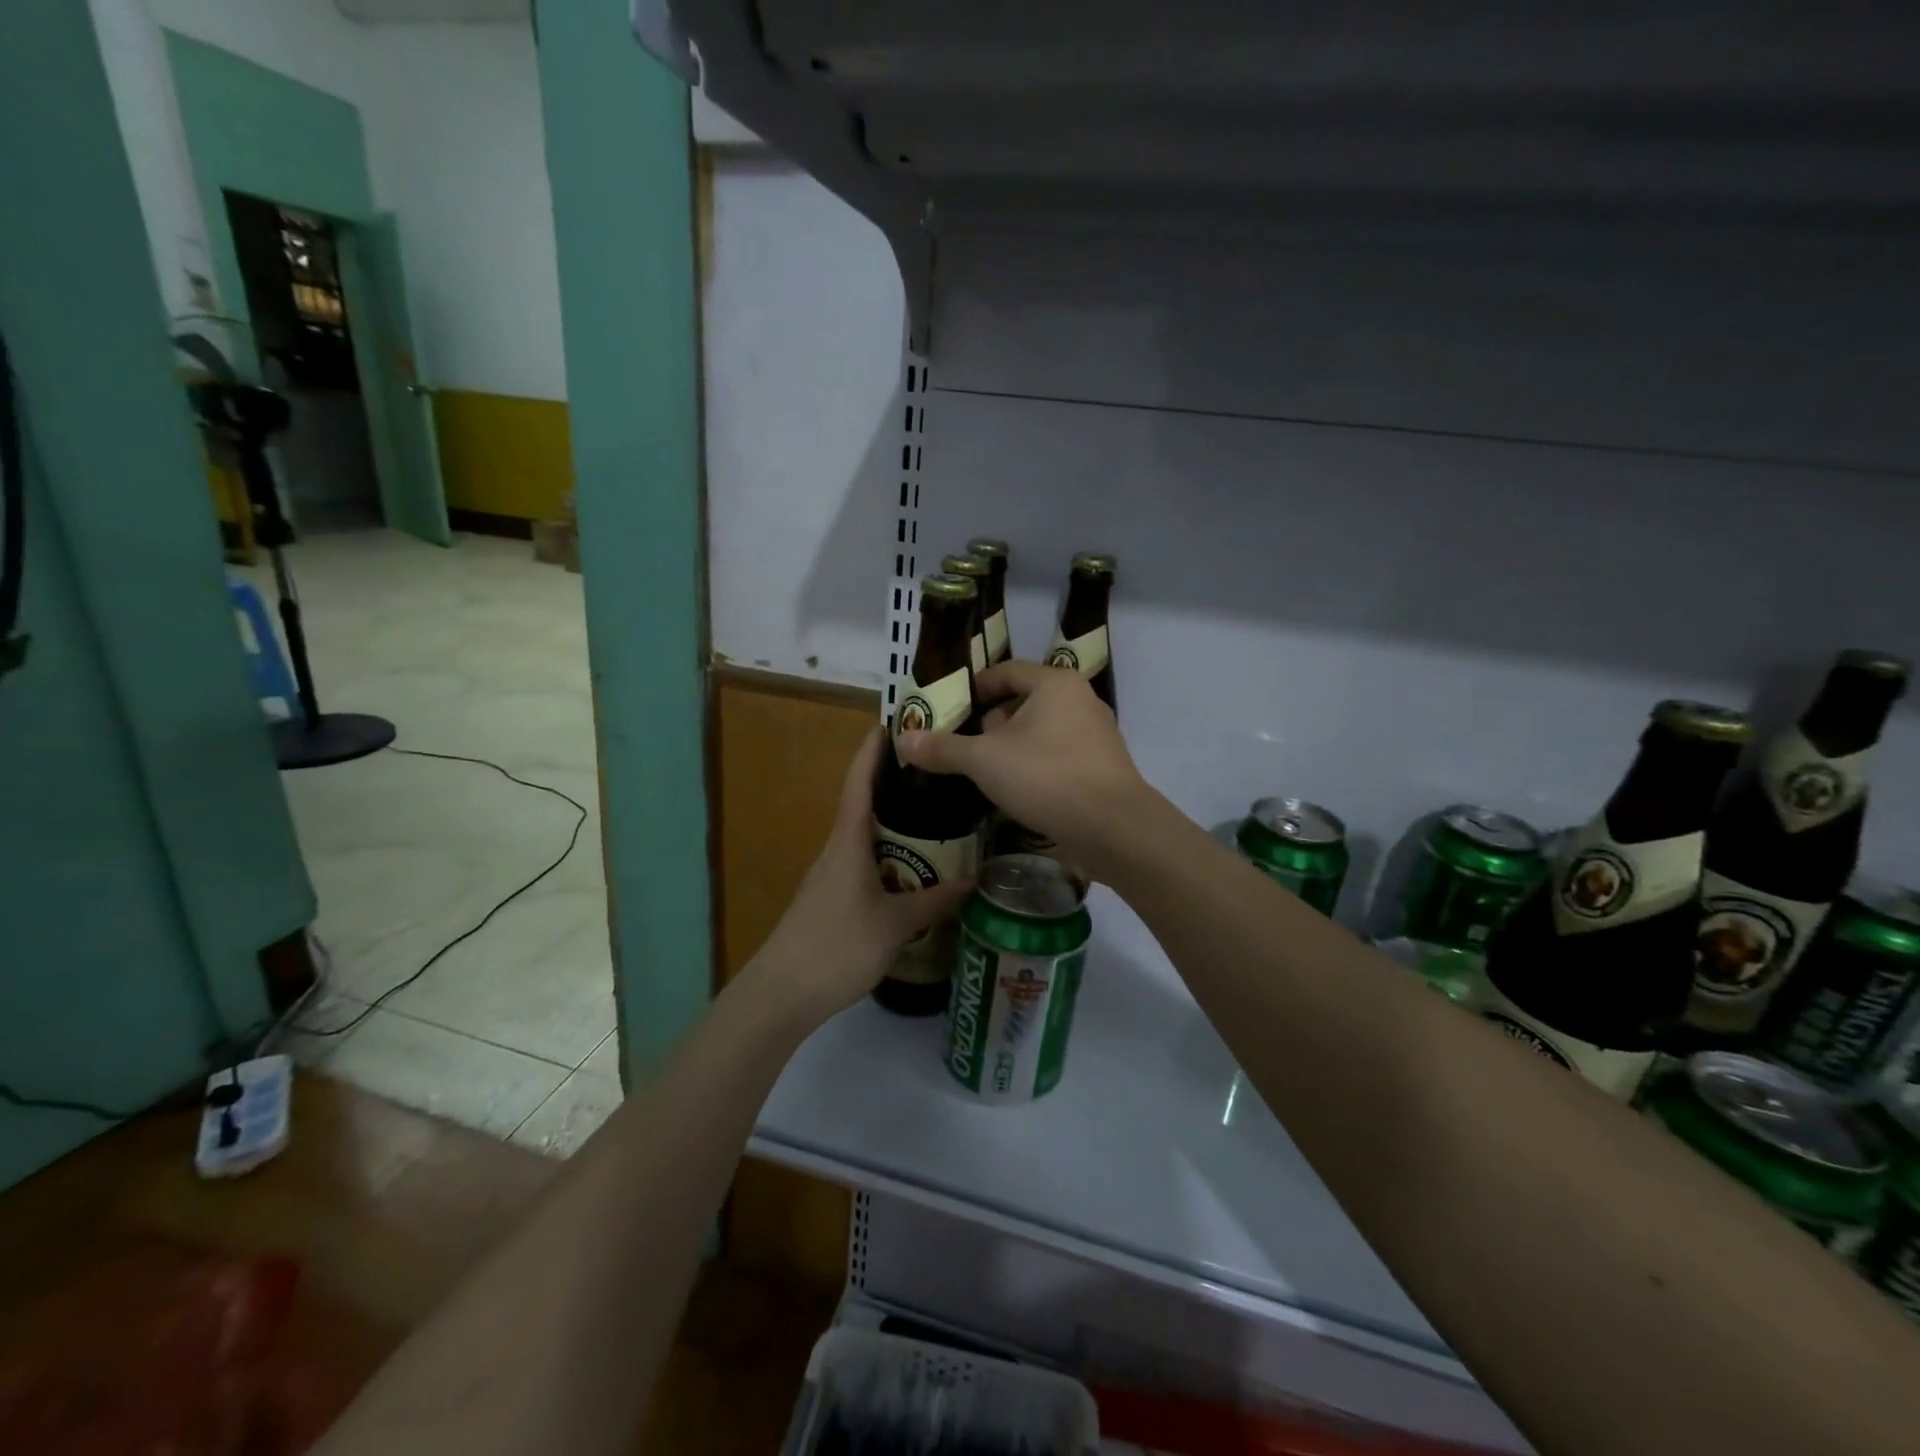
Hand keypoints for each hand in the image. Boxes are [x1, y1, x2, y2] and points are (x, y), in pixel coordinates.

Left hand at [746, 726, 972, 1026]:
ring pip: (865, 837)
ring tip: (934, 816)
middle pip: (864, 803)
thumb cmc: (838, 946)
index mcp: (848, 841)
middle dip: (894, 784)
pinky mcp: (829, 898)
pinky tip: (911, 868)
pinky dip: (887, 854)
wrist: (781, 993)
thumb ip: (935, 901)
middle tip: (936, 773)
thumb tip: (975, 880)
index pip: (859, 781)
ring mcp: (830, 875)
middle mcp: (836, 849)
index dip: (873, 749)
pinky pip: (863, 862)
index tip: (892, 721)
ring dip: (894, 823)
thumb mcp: (896, 925)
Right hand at [896, 661, 1150, 871]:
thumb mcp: (984, 761)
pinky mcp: (1102, 768)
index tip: (951, 708)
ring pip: (1043, 732)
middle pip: (1025, 701)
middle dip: (992, 722)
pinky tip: (1016, 791)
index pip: (1007, 672)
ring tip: (984, 771)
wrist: (1114, 829)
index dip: (976, 687)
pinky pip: (1059, 756)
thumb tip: (902, 739)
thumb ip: (943, 748)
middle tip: (962, 744)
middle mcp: (1080, 701)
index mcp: (1055, 684)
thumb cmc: (1046, 777)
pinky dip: (1035, 766)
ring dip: (1013, 747)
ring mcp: (1096, 736)